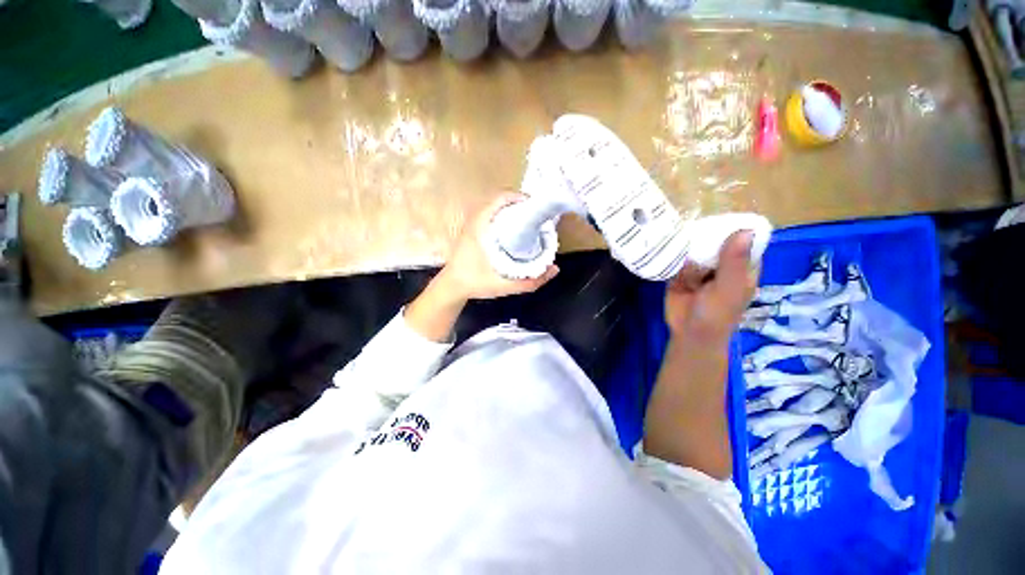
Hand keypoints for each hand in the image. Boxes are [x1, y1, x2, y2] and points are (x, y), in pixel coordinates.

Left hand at [434, 193, 558, 300]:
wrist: (452, 287)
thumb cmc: (475, 283)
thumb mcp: (505, 285)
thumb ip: (531, 281)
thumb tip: (554, 269)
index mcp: (480, 227)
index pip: (500, 199)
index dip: (520, 198)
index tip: (536, 207)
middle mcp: (475, 221)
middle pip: (500, 201)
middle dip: (520, 205)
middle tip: (536, 216)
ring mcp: (472, 224)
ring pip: (495, 208)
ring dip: (512, 210)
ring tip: (528, 221)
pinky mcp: (472, 230)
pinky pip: (490, 215)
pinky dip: (504, 216)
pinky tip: (514, 230)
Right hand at [643, 231, 757, 477]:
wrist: (689, 333)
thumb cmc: (716, 315)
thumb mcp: (729, 290)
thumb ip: (734, 264)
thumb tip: (743, 230)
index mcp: (741, 264)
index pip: (743, 237)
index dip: (734, 223)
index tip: (719, 209)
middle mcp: (721, 260)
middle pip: (715, 236)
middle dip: (704, 225)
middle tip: (687, 210)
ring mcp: (700, 265)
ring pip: (694, 244)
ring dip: (685, 235)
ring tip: (670, 220)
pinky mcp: (679, 271)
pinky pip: (676, 255)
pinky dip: (670, 248)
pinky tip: (660, 238)